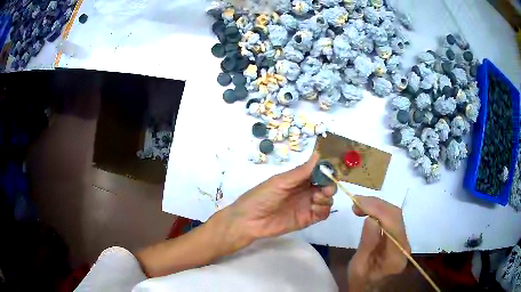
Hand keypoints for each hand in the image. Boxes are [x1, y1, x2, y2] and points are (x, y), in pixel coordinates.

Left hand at [219, 153, 336, 251]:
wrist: (250, 221)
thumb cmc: (262, 196)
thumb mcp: (281, 181)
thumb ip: (302, 171)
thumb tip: (319, 153)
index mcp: (299, 178)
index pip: (320, 171)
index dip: (328, 170)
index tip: (333, 170)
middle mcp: (306, 190)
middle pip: (327, 185)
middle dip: (330, 185)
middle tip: (324, 189)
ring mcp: (308, 205)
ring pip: (328, 199)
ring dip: (326, 198)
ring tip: (315, 200)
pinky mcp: (308, 219)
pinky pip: (323, 213)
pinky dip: (324, 209)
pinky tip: (314, 208)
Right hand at [348, 196, 409, 291]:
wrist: (368, 288)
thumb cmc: (360, 281)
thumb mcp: (358, 266)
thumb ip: (367, 244)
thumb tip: (371, 218)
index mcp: (396, 256)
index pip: (393, 225)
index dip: (378, 209)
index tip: (358, 202)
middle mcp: (404, 245)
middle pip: (396, 216)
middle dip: (376, 204)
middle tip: (356, 202)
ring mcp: (403, 240)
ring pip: (395, 214)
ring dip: (377, 206)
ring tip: (359, 205)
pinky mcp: (399, 237)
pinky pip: (391, 219)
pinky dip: (379, 211)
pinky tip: (368, 211)